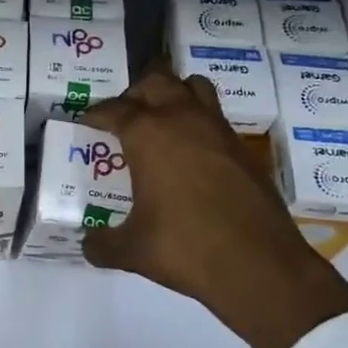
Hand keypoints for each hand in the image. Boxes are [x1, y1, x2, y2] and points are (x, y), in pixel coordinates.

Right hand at [81, 70, 347, 347]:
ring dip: (173, 94)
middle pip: (156, 81)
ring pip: (193, 87)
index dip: (97, 113)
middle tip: (123, 116)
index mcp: (148, 135)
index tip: (88, 120)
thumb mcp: (132, 251)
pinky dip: (198, 122)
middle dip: (135, 93)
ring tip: (160, 120)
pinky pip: (215, 117)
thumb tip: (88, 245)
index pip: (115, 109)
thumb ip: (102, 244)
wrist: (259, 265)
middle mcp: (183, 120)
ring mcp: (218, 130)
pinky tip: (191, 154)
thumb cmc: (185, 248)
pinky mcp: (243, 149)